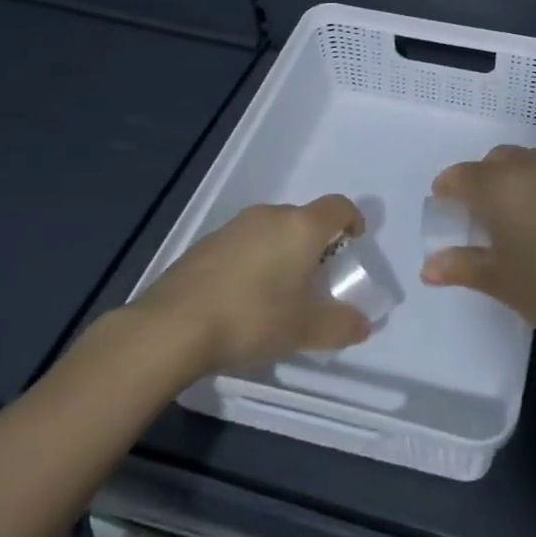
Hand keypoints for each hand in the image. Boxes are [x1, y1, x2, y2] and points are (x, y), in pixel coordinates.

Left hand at [136, 196, 371, 371]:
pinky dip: (253, 260)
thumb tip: (363, 325)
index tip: (354, 243)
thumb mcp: (304, 330)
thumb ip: (340, 326)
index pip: (338, 206)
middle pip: (304, 218)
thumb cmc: (252, 318)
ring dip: (282, 251)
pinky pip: (243, 243)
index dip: (352, 220)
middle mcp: (270, 216)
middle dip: (315, 243)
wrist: (172, 326)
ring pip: (271, 230)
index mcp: (301, 227)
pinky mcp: (205, 243)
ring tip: (278, 291)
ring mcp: (234, 227)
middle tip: (316, 278)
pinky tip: (242, 296)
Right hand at [422, 146, 535, 352]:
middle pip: (494, 161)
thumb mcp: (499, 282)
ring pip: (528, 158)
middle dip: (481, 180)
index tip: (445, 207)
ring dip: (516, 175)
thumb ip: (461, 266)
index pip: (460, 177)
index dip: (447, 190)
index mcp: (498, 187)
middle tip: (481, 215)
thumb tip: (428, 268)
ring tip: (519, 208)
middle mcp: (529, 166)